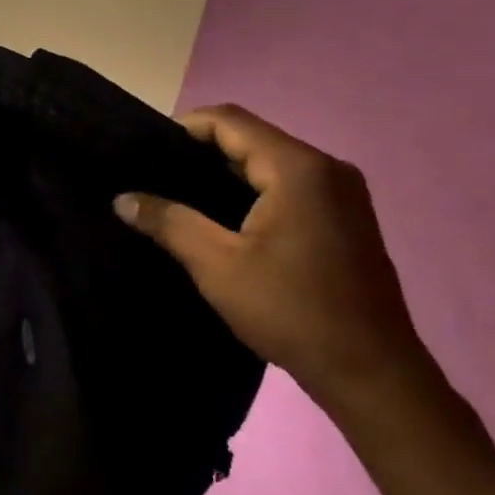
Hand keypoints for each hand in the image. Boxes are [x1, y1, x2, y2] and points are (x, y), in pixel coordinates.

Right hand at [114, 104, 430, 416]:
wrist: (372, 374)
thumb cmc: (292, 311)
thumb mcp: (217, 265)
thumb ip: (169, 222)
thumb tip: (121, 199)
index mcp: (298, 168)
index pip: (229, 121)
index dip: (182, 128)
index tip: (145, 153)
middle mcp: (326, 168)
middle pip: (251, 138)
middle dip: (200, 152)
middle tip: (155, 177)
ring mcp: (342, 193)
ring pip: (269, 163)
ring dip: (225, 174)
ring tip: (179, 197)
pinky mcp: (345, 218)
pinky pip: (288, 185)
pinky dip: (252, 192)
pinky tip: (222, 219)